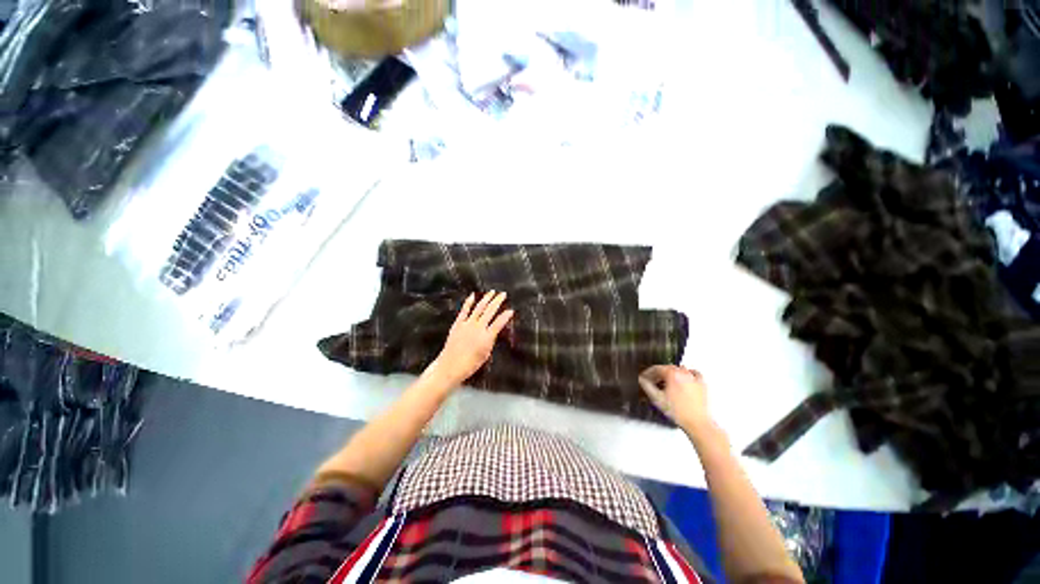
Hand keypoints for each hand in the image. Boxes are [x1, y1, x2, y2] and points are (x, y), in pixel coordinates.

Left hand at [426, 291, 513, 386]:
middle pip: (490, 311)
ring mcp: (467, 324)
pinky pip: (464, 310)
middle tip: (503, 294)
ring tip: (492, 292)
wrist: (450, 366)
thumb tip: (493, 331)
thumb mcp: (485, 354)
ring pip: (479, 307)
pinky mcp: (458, 324)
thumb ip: (490, 340)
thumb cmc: (470, 364)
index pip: (499, 323)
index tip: (511, 310)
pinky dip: (468, 302)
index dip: (506, 316)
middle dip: (497, 301)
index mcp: (487, 337)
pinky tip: (473, 295)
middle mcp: (478, 327)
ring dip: (486, 299)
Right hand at [639, 365, 711, 432]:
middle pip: (667, 368)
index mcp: (672, 374)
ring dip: (671, 374)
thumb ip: (647, 386)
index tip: (644, 377)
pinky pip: (694, 373)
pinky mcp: (702, 384)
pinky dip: (688, 374)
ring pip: (679, 369)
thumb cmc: (679, 412)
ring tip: (666, 382)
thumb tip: (642, 380)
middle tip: (653, 381)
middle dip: (658, 374)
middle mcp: (684, 373)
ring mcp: (694, 378)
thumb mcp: (657, 399)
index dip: (648, 373)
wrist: (697, 423)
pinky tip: (684, 379)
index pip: (656, 368)